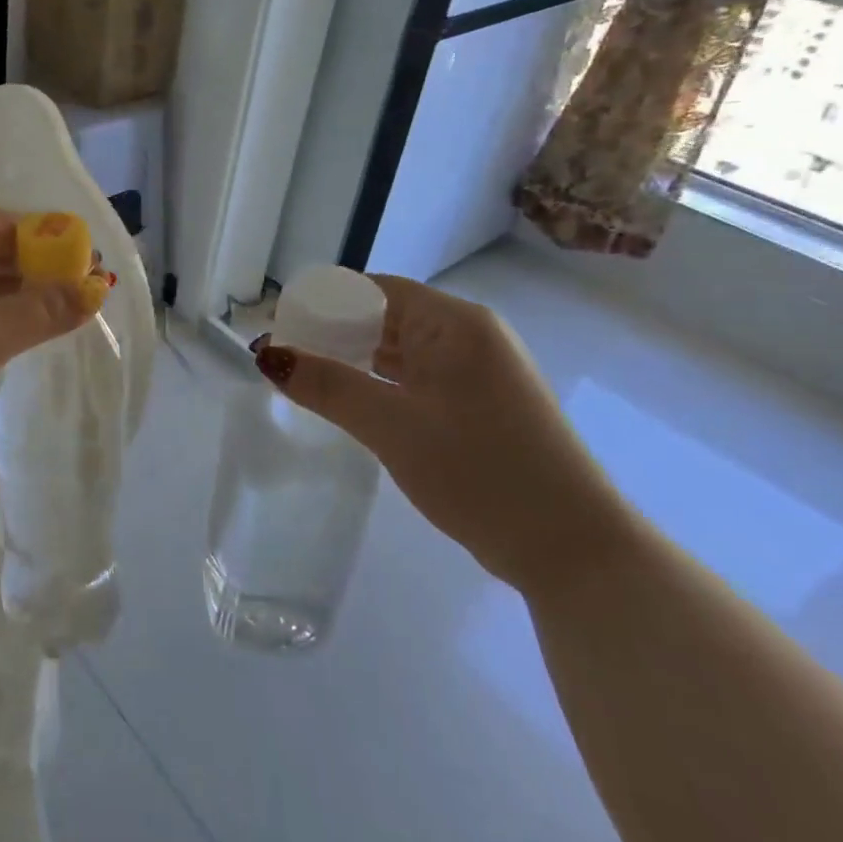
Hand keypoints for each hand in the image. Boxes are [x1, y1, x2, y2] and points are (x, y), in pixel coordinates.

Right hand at [253, 273, 640, 596]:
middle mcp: (470, 335)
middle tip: (282, 354)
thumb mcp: (392, 426)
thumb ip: (327, 385)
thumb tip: (267, 353)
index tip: (278, 324)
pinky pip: (417, 377)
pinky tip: (349, 400)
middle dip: (332, 331)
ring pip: (400, 350)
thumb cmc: (481, 473)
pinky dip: (380, 383)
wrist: (575, 551)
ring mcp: (479, 372)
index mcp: (455, 323)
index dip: (321, 301)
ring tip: (304, 375)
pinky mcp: (481, 405)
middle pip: (385, 316)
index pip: (372, 289)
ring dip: (354, 359)